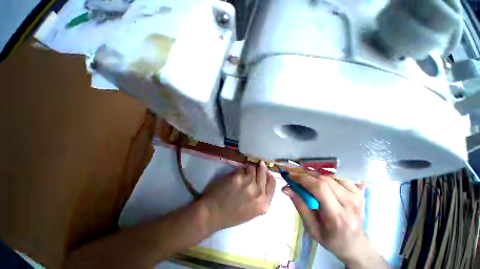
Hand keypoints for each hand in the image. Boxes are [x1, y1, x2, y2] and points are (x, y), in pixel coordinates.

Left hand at [200, 161, 275, 230]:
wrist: (214, 214)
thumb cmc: (232, 214)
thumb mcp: (253, 209)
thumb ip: (260, 195)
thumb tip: (262, 177)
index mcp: (264, 204)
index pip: (272, 183)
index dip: (268, 174)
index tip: (265, 170)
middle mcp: (259, 193)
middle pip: (264, 173)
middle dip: (260, 167)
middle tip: (258, 164)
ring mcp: (249, 184)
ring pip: (252, 168)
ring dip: (247, 169)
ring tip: (241, 175)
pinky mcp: (239, 177)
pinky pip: (242, 168)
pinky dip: (239, 171)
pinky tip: (233, 177)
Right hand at [282, 175, 388, 268]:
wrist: (355, 245)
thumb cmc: (331, 239)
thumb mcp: (311, 227)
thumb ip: (299, 205)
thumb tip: (286, 188)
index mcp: (338, 216)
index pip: (319, 188)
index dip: (303, 179)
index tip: (290, 176)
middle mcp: (351, 204)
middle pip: (325, 179)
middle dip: (307, 175)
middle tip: (296, 178)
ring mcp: (358, 197)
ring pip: (331, 176)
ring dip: (316, 176)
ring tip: (308, 181)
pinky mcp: (360, 193)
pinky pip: (340, 177)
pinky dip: (328, 176)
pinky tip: (323, 182)